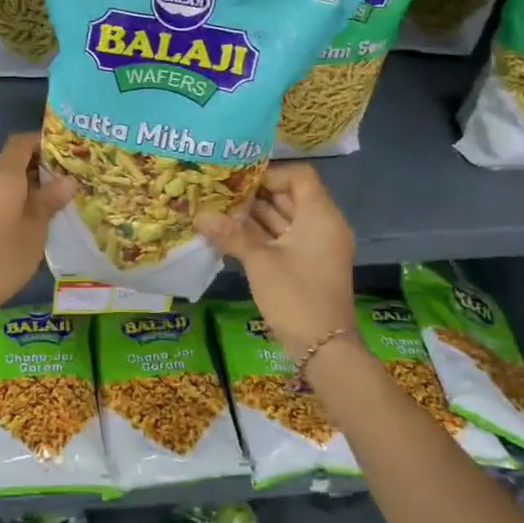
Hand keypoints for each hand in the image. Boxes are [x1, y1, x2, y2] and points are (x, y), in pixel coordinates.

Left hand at [0, 132, 74, 318]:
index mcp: (2, 174)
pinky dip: (16, 198)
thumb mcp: (36, 227)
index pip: (22, 141)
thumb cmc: (3, 255)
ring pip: (5, 179)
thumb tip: (69, 179)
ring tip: (56, 199)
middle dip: (41, 165)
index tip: (67, 151)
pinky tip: (34, 217)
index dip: (44, 141)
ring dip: (29, 184)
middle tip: (69, 178)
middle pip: (13, 159)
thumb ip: (51, 199)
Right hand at [195, 162, 355, 355]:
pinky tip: (229, 234)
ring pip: (284, 218)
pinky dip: (260, 235)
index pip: (299, 176)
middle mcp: (322, 225)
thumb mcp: (260, 262)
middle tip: (219, 191)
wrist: (324, 349)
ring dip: (254, 215)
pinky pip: (283, 238)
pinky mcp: (307, 264)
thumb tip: (199, 215)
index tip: (238, 179)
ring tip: (218, 209)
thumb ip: (231, 234)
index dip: (270, 173)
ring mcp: (315, 246)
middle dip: (255, 194)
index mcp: (320, 215)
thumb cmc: (295, 296)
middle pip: (289, 196)